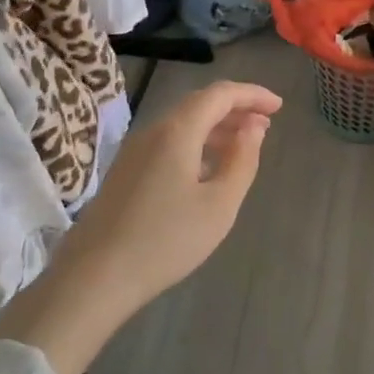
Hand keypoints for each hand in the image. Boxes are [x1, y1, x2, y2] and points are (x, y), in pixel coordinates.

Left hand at [0, 80, 281, 373]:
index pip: (220, 94)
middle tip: (265, 125)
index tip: (279, 106)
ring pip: (183, 124)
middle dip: (235, 109)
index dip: (252, 94)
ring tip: (243, 146)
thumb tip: (253, 127)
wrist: (94, 278)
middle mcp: (154, 131)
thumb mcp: (219, 204)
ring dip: (216, 128)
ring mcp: (134, 151)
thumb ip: (242, 160)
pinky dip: (196, 144)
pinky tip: (207, 170)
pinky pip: (168, 142)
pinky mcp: (125, 172)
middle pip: (199, 105)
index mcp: (178, 131)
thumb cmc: (166, 241)